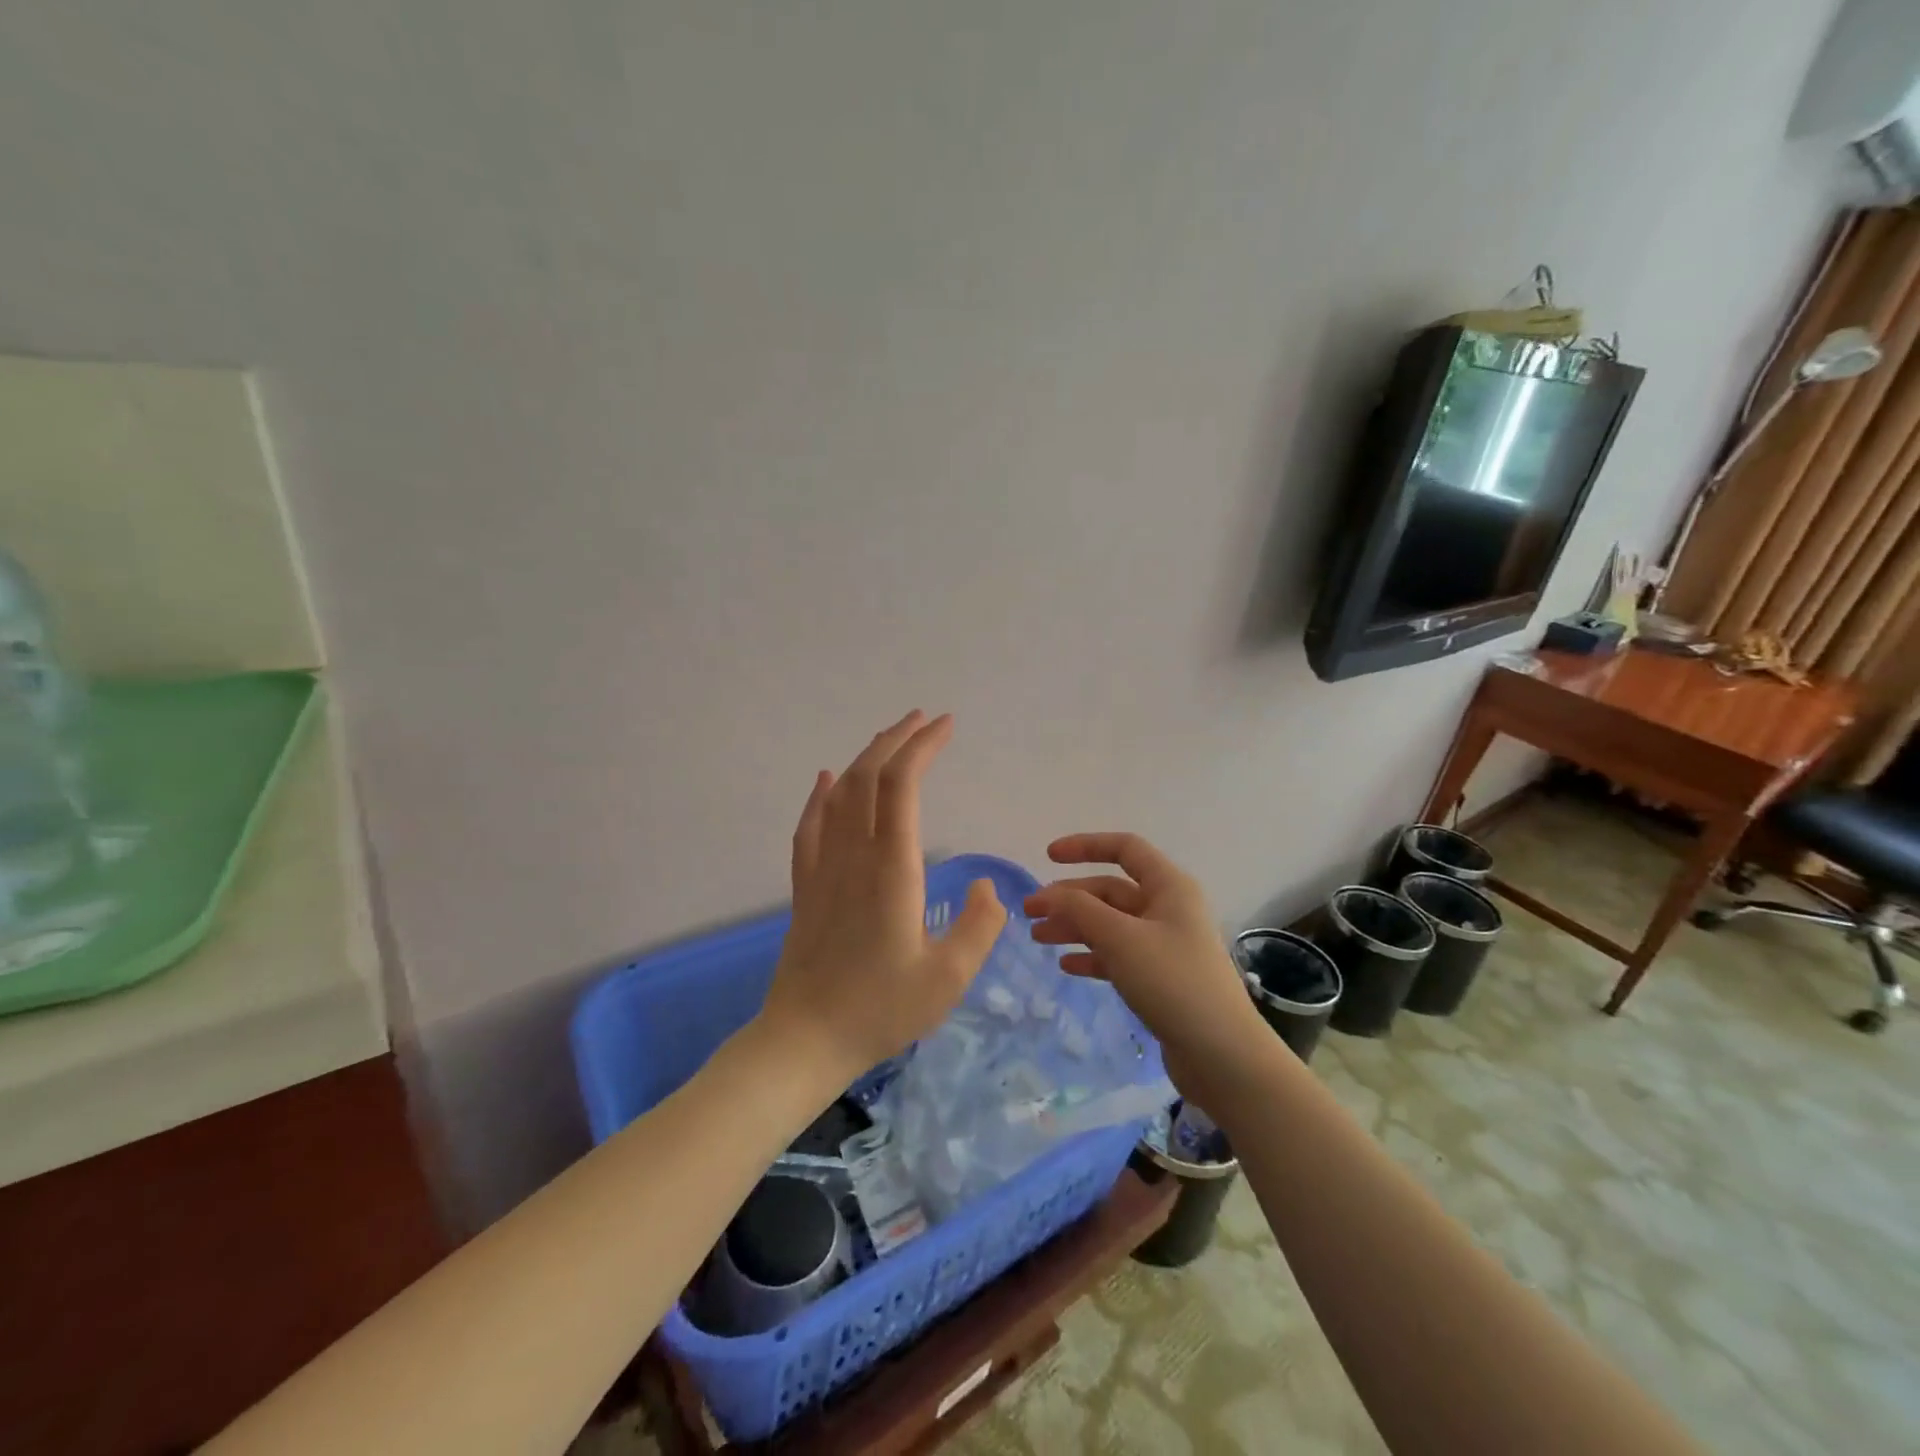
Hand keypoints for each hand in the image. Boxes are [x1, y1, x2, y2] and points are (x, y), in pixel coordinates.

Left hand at [758, 711, 1006, 1089]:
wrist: (804, 1039)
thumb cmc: (881, 1010)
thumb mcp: (948, 978)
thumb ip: (979, 926)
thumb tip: (985, 885)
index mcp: (891, 869)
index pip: (902, 786)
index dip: (922, 748)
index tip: (945, 726)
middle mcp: (853, 854)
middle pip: (869, 777)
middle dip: (898, 740)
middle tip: (924, 719)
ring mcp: (823, 867)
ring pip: (840, 793)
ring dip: (865, 758)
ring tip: (889, 737)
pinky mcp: (805, 885)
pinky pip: (810, 824)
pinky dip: (821, 794)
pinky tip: (827, 778)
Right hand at [1023, 832, 1266, 1097]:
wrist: (1222, 1055)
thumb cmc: (1173, 983)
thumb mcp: (1121, 939)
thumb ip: (1080, 910)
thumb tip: (1050, 895)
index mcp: (1169, 887)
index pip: (1125, 848)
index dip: (1085, 846)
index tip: (1047, 857)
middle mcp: (1168, 908)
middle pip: (1110, 890)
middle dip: (1069, 897)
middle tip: (1030, 913)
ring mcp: (1165, 944)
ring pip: (1111, 924)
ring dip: (1074, 926)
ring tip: (1039, 938)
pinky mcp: (1161, 978)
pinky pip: (1119, 955)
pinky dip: (1092, 956)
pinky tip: (1067, 966)